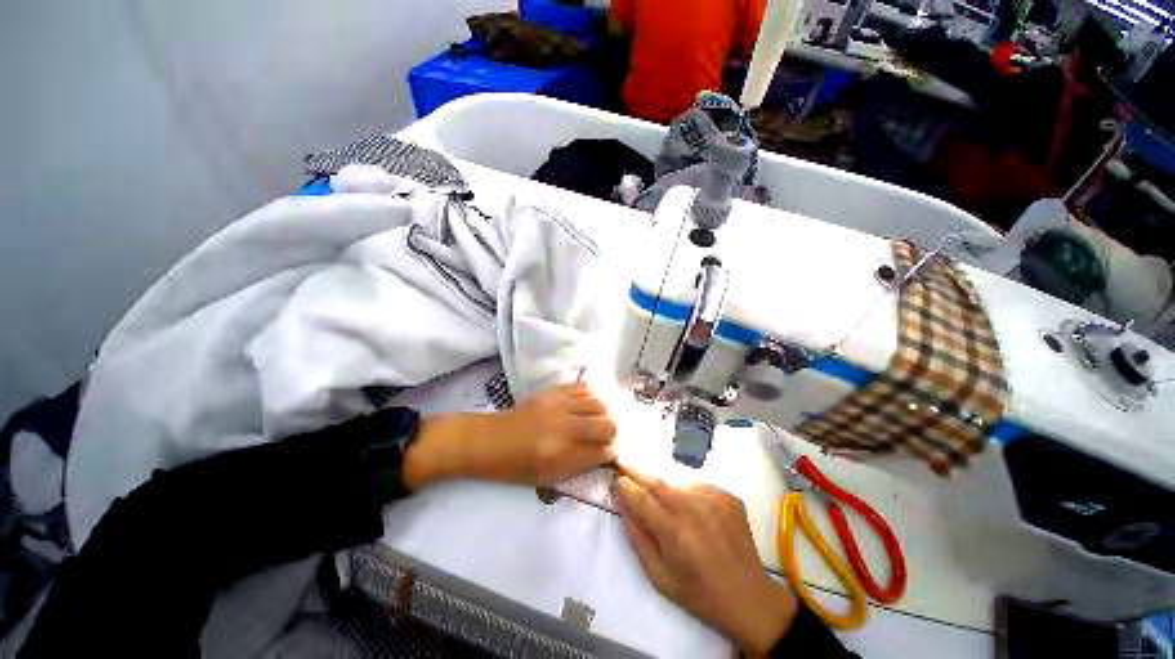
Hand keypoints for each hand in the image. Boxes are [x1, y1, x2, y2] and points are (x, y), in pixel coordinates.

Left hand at [404, 383, 616, 488]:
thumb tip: (604, 453)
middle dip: (613, 433)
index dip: (611, 454)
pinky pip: (584, 388)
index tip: (609, 455)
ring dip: (604, 415)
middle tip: (606, 438)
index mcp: (560, 454)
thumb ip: (579, 465)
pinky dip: (593, 397)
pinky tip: (590, 405)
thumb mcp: (547, 477)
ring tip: (598, 421)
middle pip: (608, 424)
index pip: (603, 451)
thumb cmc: (515, 466)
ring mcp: (559, 404)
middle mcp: (563, 427)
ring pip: (600, 404)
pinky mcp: (553, 391)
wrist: (488, 440)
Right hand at [618, 469, 797, 653]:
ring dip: (663, 484)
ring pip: (676, 480)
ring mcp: (714, 499)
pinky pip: (697, 484)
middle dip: (637, 472)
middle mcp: (694, 509)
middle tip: (624, 463)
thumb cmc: (699, 594)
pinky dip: (686, 490)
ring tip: (661, 496)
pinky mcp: (728, 496)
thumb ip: (637, 537)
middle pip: (657, 481)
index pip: (641, 498)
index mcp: (675, 533)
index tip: (617, 478)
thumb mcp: (659, 576)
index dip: (626, 486)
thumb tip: (623, 503)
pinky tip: (690, 507)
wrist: (750, 598)